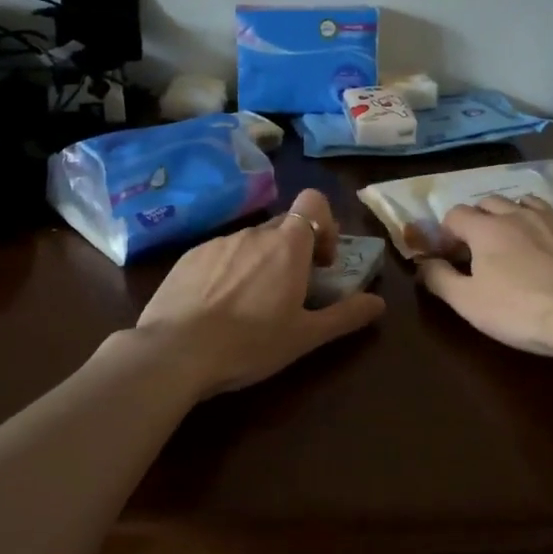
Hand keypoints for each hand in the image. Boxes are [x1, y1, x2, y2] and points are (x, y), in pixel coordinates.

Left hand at [133, 188, 385, 397]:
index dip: (324, 224)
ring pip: (249, 243)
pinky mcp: (187, 257)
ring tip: (249, 306)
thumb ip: (345, 316)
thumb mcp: (305, 337)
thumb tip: (379, 303)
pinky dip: (227, 271)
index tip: (320, 262)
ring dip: (259, 263)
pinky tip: (216, 308)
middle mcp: (253, 234)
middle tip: (290, 292)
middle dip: (293, 252)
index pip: (314, 201)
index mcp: (287, 245)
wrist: (174, 353)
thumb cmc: (249, 343)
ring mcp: (217, 243)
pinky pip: (219, 254)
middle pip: (283, 227)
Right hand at [417, 196, 552, 359]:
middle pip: (491, 202)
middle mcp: (519, 214)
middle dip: (479, 218)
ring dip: (514, 215)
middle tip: (480, 246)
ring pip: (527, 203)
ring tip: (517, 239)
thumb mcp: (468, 303)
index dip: (447, 231)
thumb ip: (440, 279)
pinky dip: (548, 227)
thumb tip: (424, 263)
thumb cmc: (520, 311)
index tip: (449, 252)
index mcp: (487, 229)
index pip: (456, 214)